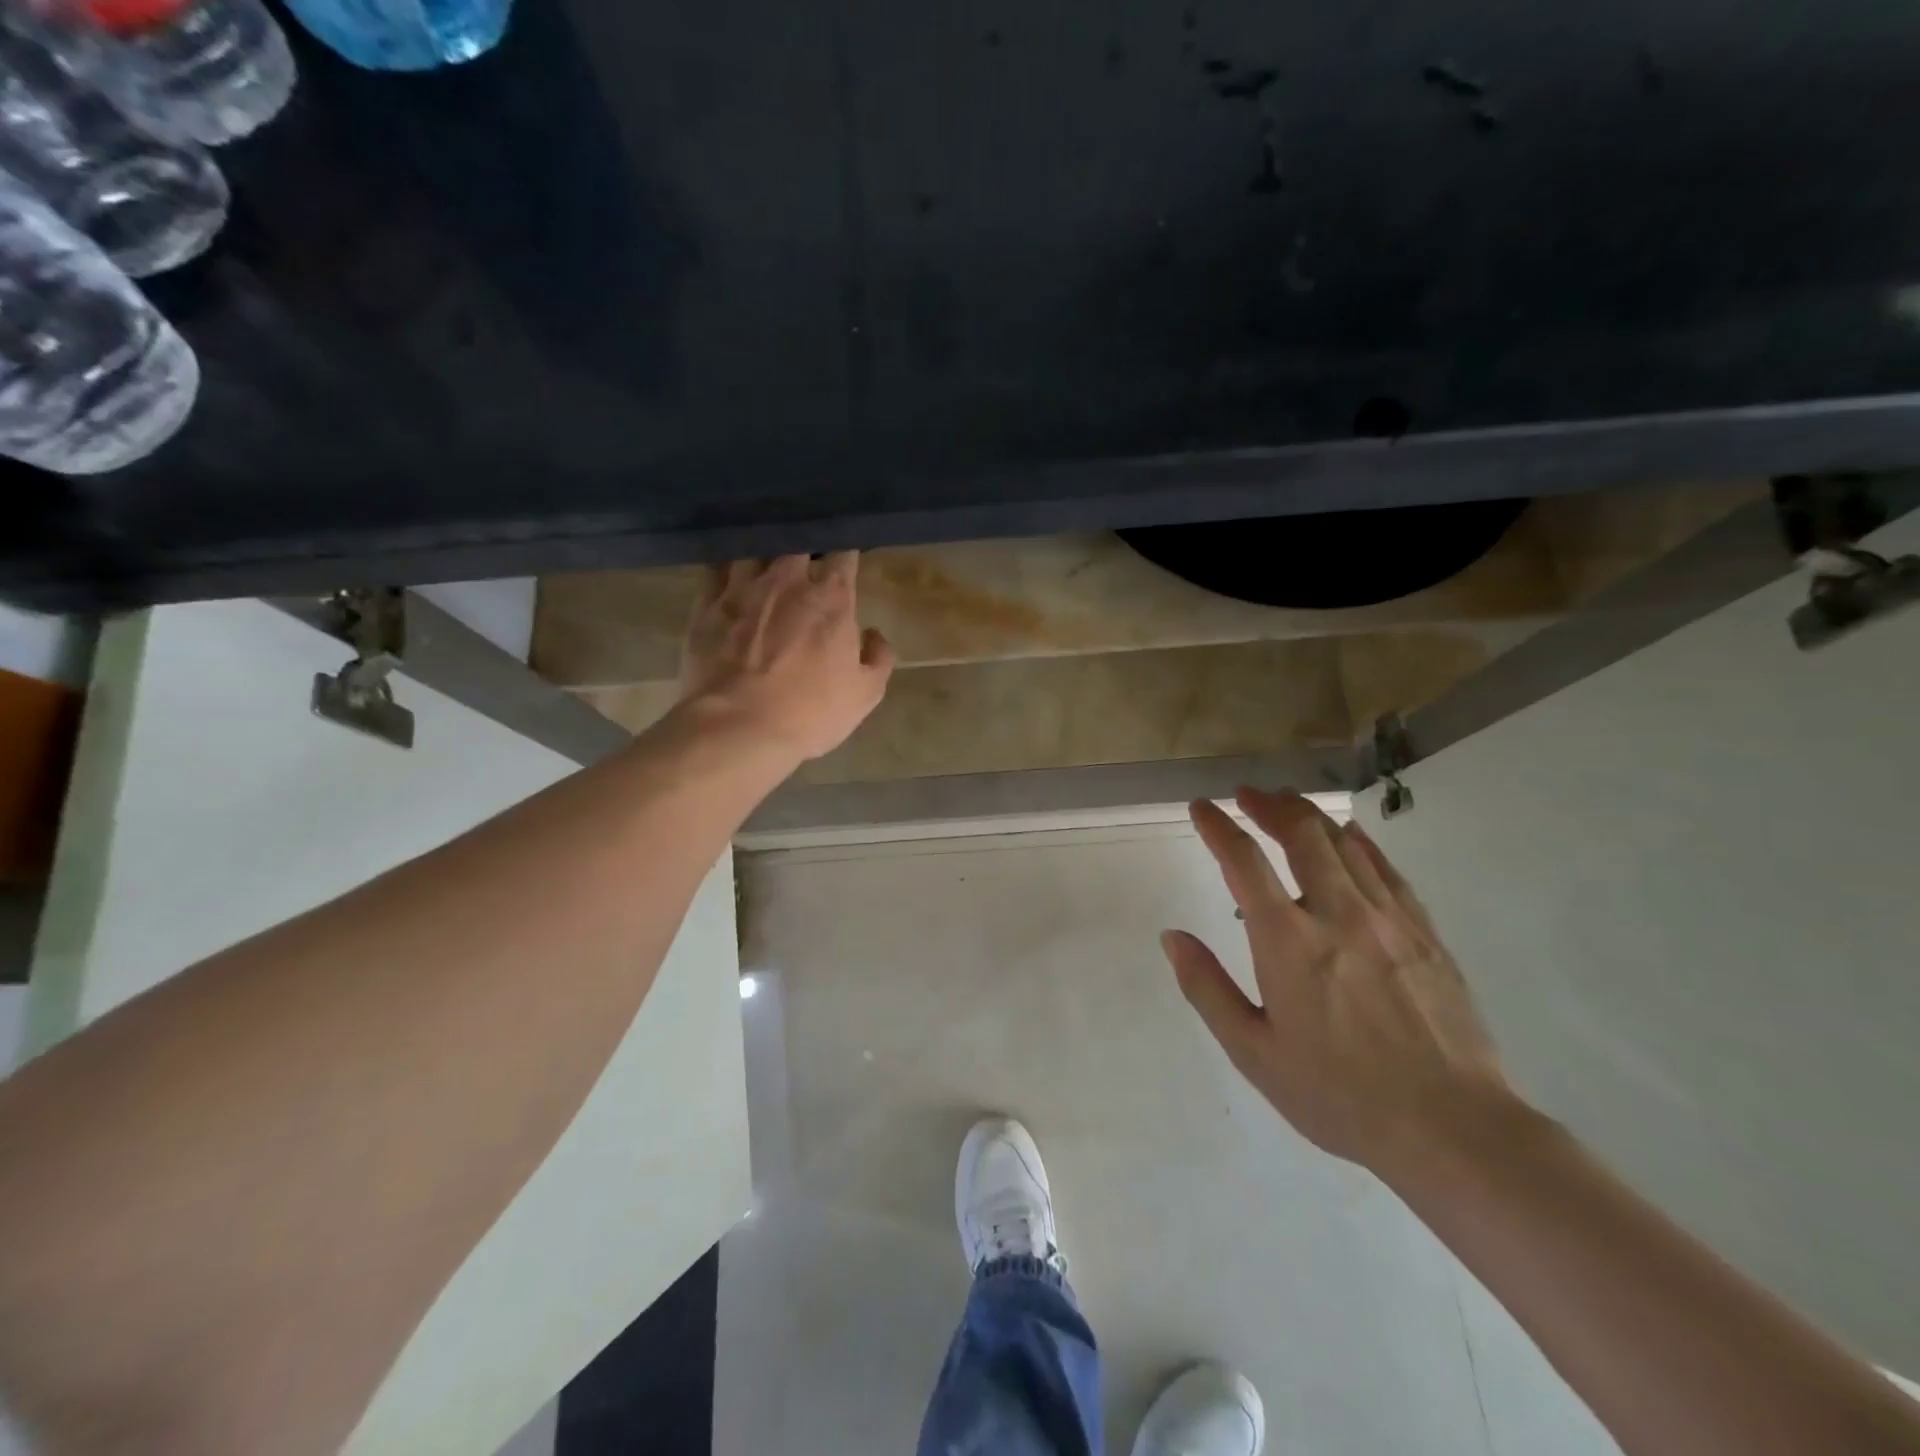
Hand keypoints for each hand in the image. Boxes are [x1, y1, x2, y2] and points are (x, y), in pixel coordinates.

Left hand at [679, 553, 894, 760]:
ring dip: (763, 552)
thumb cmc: (810, 712)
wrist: (738, 727)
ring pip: (754, 549)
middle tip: (806, 560)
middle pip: (797, 544)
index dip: (846, 553)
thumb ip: (879, 657)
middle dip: (804, 548)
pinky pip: (714, 569)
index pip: (843, 555)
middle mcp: (787, 582)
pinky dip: (725, 566)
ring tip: (765, 559)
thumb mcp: (866, 694)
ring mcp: (742, 589)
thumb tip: (873, 635)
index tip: (846, 559)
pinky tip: (727, 571)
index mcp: (831, 599)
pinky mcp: (705, 606)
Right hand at [1162, 789, 1514, 1173]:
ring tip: (1287, 804)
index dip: (1217, 826)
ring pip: (1344, 843)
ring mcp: (1387, 918)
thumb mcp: (1254, 1052)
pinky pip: (1386, 868)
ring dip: (1309, 816)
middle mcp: (1336, 914)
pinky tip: (1350, 835)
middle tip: (1247, 794)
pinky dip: (1360, 842)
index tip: (1201, 807)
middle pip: (1300, 835)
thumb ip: (1207, 988)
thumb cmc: (1339, 1095)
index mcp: (1287, 941)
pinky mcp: (1425, 932)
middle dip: (1268, 806)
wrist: (1453, 1128)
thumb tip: (1172, 937)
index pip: (1243, 861)